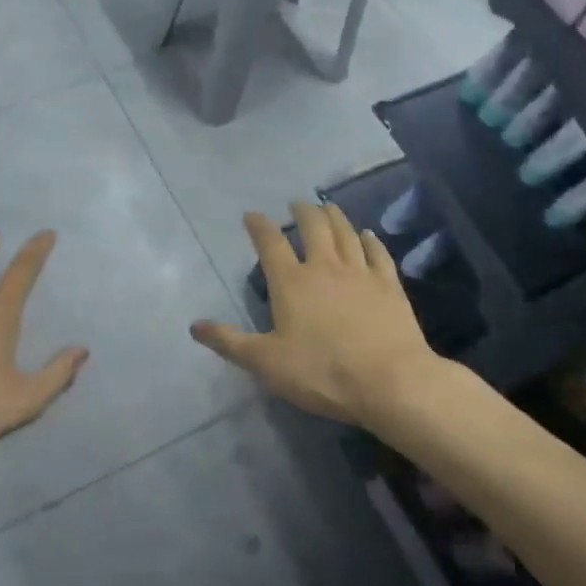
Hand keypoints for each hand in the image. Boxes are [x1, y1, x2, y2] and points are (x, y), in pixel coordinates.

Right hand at [191, 204, 436, 429]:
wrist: (390, 381)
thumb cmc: (322, 372)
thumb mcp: (266, 363)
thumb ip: (229, 342)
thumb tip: (194, 325)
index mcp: (291, 282)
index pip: (270, 243)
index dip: (259, 226)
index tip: (251, 214)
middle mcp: (325, 267)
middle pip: (313, 227)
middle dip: (302, 212)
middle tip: (296, 204)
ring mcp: (360, 273)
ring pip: (346, 233)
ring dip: (335, 217)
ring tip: (327, 207)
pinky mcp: (389, 286)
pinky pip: (378, 253)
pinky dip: (371, 240)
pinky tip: (368, 234)